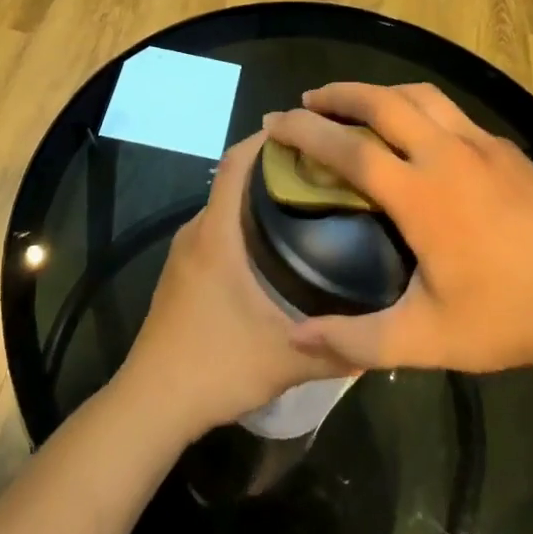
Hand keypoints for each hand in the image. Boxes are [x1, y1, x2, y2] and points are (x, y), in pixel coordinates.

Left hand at [119, 134, 346, 440]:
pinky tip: (276, 249)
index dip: (266, 139)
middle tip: (325, 172)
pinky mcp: (182, 274)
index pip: (235, 163)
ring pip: (225, 207)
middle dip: (275, 167)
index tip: (306, 129)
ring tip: (309, 204)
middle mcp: (197, 232)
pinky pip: (217, 231)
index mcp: (216, 234)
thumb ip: (337, 347)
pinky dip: (245, 223)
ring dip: (259, 197)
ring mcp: (185, 253)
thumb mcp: (285, 358)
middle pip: (233, 180)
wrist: (150, 404)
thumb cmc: (214, 366)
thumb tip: (382, 333)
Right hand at [263, 84, 532, 375]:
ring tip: (355, 105)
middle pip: (383, 101)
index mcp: (421, 195)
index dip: (305, 130)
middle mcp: (447, 155)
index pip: (349, 149)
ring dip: (380, 91)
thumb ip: (356, 341)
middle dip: (339, 93)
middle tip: (309, 100)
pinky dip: (418, 107)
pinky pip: (451, 112)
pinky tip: (416, 131)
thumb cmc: (505, 318)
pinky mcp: (507, 148)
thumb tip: (296, 337)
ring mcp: (482, 145)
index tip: (275, 122)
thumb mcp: (425, 340)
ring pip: (421, 95)